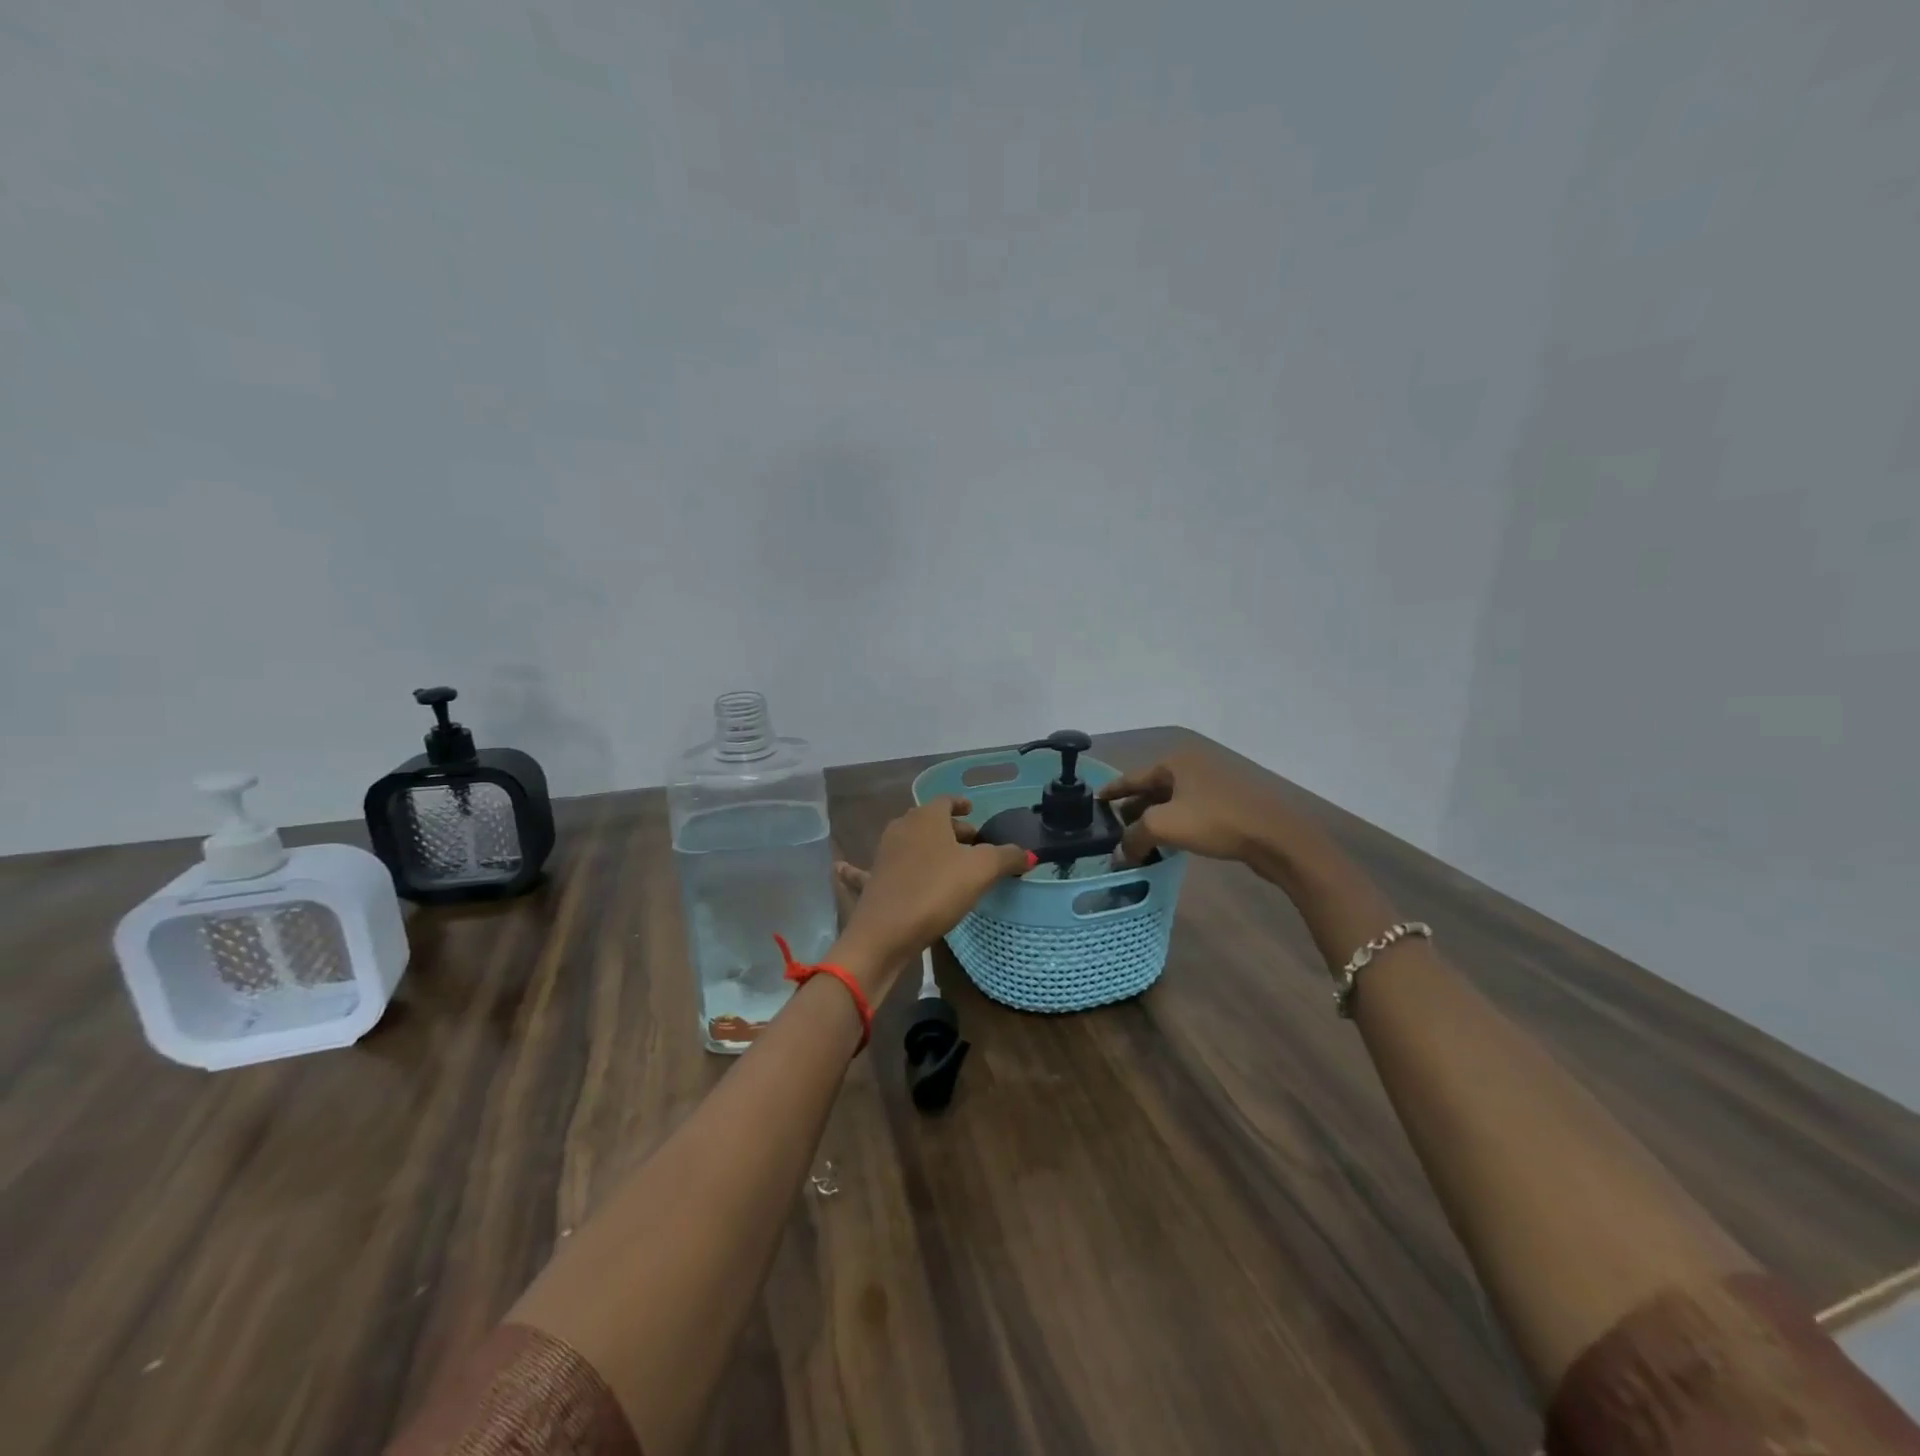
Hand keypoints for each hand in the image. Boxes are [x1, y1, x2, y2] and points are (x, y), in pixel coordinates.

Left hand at [831, 796, 1031, 991]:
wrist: (886, 932)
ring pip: (908, 843)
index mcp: (926, 818)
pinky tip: (840, 867)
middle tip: (972, 842)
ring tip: (945, 859)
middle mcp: (901, 828)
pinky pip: (868, 869)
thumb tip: (1028, 854)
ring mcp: (882, 854)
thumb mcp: (981, 871)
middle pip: (929, 822)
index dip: (961, 804)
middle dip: (950, 829)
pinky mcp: (872, 881)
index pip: (946, 801)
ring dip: (925, 847)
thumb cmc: (936, 891)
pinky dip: (858, 868)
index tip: (972, 810)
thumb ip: (1006, 857)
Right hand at [1098, 748, 1295, 867]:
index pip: (1133, 777)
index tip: (1094, 802)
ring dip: (1154, 818)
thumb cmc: (1215, 821)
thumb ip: (1134, 837)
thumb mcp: (1164, 826)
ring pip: (1173, 801)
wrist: (1277, 837)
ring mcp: (1215, 783)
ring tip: (1137, 839)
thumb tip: (1120, 854)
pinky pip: (1191, 810)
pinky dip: (1175, 823)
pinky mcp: (1230, 803)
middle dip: (1132, 808)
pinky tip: (1169, 841)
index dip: (1112, 791)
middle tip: (1113, 828)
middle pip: (1153, 788)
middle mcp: (1193, 765)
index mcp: (1175, 761)